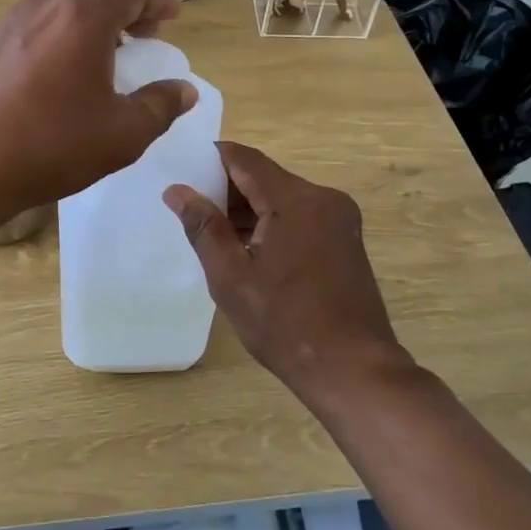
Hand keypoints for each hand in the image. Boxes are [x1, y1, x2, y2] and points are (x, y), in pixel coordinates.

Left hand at [0, 0, 195, 218]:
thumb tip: (184, 90)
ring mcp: (15, 17)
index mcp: (87, 15)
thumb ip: (160, 106)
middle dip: (127, 3)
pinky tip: (57, 58)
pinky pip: (34, 12)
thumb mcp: (123, 134)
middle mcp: (50, 2)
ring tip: (100, 40)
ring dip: (89, 8)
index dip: (159, 0)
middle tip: (144, 32)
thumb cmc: (53, 145)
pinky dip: (57, 20)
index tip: (173, 16)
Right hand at [163, 143, 412, 405]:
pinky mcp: (344, 240)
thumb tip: (176, 191)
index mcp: (296, 200)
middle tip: (188, 208)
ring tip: (210, 231)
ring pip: (281, 197)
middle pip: (264, 176)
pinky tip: (245, 248)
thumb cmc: (285, 324)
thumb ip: (203, 227)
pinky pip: (299, 216)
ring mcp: (339, 219)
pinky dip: (270, 223)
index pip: (245, 159)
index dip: (210, 159)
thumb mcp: (231, 277)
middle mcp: (323, 199)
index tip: (180, 170)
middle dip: (226, 189)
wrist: (354, 370)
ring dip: (248, 209)